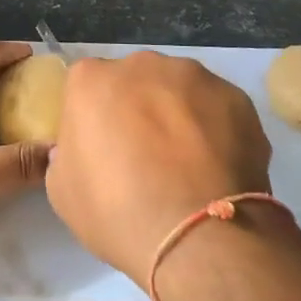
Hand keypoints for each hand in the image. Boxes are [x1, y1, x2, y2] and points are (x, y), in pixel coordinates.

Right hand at [46, 51, 272, 289]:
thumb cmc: (118, 212)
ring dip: (179, 114)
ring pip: (179, 89)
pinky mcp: (237, 97)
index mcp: (92, 80)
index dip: (95, 118)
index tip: (103, 149)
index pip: (87, 87)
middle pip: (135, 80)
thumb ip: (67, 154)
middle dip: (138, 108)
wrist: (199, 236)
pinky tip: (217, 167)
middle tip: (146, 156)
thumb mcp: (63, 191)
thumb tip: (84, 147)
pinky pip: (217, 108)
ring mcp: (194, 76)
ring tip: (189, 164)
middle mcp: (142, 64)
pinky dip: (216, 129)